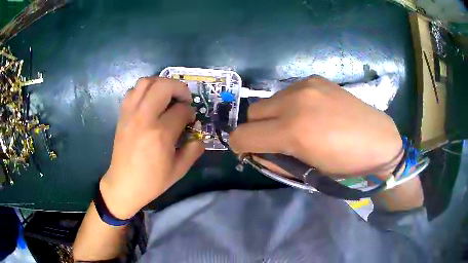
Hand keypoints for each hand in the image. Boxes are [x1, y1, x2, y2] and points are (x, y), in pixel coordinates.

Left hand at [99, 77, 203, 218]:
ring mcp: (130, 114)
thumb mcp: (179, 170)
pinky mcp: (122, 115)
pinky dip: (144, 90)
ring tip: (167, 95)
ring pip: (146, 82)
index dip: (190, 112)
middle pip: (164, 86)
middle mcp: (144, 118)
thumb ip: (193, 150)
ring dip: (161, 83)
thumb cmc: (152, 181)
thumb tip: (199, 136)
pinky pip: (133, 91)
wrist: (124, 185)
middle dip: (179, 88)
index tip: (191, 120)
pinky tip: (150, 101)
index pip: (181, 110)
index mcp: (160, 134)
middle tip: (184, 99)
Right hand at [230, 76, 402, 177]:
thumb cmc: (345, 165)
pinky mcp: (315, 79)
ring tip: (296, 125)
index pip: (243, 135)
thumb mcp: (307, 172)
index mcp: (293, 131)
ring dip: (273, 116)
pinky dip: (289, 105)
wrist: (378, 141)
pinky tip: (310, 112)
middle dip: (256, 130)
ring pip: (269, 101)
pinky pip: (287, 92)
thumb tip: (256, 151)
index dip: (240, 146)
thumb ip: (275, 160)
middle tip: (275, 140)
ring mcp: (306, 86)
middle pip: (252, 113)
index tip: (248, 151)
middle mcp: (294, 101)